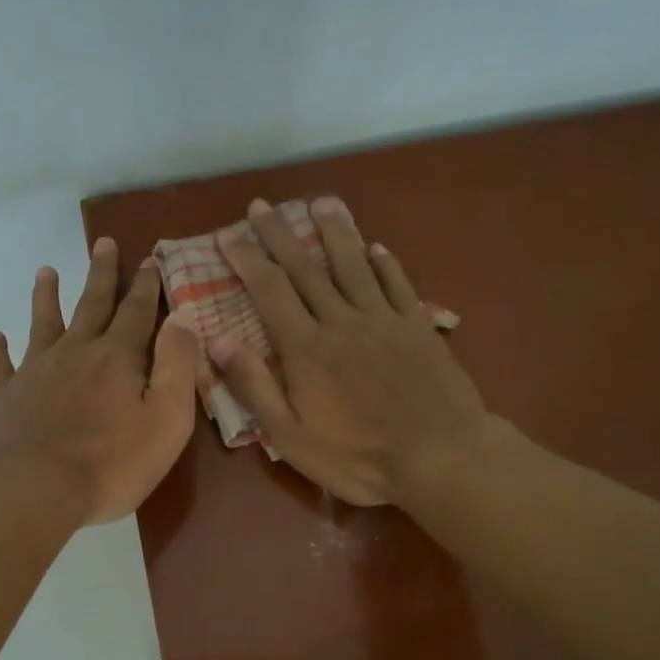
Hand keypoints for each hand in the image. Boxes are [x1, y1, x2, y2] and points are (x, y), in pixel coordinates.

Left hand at [0, 236, 198, 525]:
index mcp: (118, 358)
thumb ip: (176, 366)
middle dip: (101, 274)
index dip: (145, 286)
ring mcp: (34, 372)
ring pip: (43, 324)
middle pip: (91, 305)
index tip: (149, 259)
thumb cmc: (111, 463)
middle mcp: (75, 353)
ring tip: (45, 271)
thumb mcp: (166, 419)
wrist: (33, 490)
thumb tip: (182, 317)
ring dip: (46, 297)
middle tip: (103, 243)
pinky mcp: (3, 397)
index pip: (137, 312)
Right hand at [212, 197, 493, 506]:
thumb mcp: (291, 436)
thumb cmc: (359, 456)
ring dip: (334, 232)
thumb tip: (219, 340)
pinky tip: (377, 248)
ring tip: (321, 202)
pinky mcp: (419, 327)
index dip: (246, 260)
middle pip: (305, 268)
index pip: (269, 291)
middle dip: (280, 235)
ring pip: (353, 265)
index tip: (228, 234)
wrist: (440, 457)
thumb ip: (255, 386)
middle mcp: (342, 321)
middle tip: (261, 206)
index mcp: (306, 348)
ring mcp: (384, 320)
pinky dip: (385, 263)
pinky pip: (398, 285)